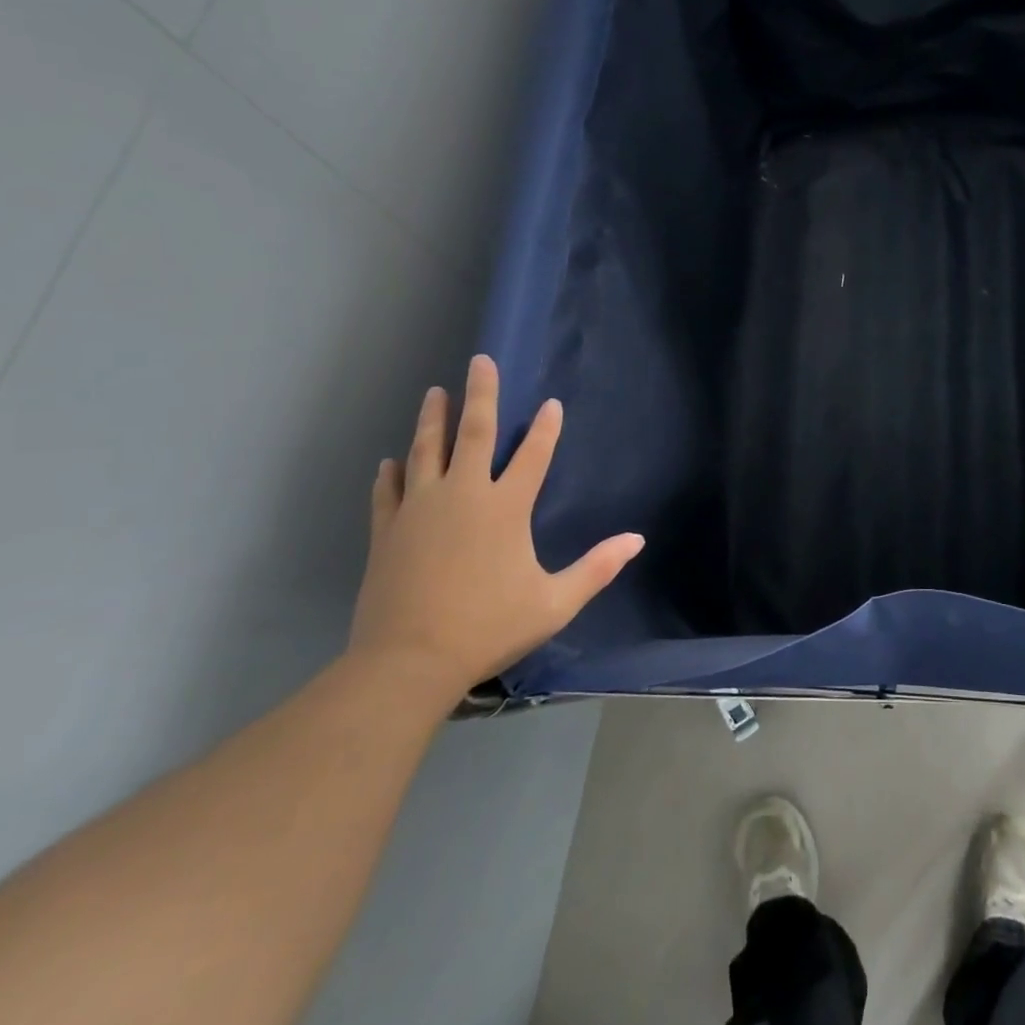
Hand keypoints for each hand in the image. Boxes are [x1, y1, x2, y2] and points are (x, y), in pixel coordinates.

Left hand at [349, 354, 643, 701]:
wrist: (406, 663)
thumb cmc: (488, 627)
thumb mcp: (554, 603)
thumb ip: (597, 568)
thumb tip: (637, 540)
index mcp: (505, 508)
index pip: (533, 456)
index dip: (546, 429)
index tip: (551, 404)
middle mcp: (462, 496)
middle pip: (473, 434)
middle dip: (480, 395)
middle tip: (480, 361)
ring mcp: (419, 510)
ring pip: (426, 452)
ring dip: (432, 420)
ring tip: (434, 392)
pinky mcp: (387, 531)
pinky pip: (389, 491)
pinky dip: (392, 473)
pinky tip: (391, 460)